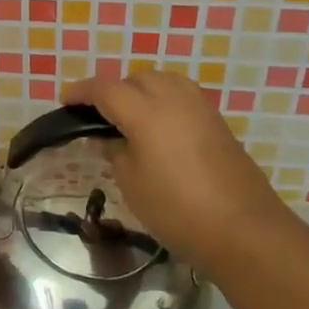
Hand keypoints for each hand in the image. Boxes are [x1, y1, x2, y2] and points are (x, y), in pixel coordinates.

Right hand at [63, 70, 292, 274]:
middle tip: (98, 115)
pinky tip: (158, 128)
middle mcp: (174, 98)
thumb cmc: (177, 210)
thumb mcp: (132, 183)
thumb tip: (109, 138)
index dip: (82, 92)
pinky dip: (164, 101)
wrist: (243, 229)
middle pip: (136, 79)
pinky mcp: (218, 122)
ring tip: (129, 118)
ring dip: (141, 91)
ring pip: (163, 81)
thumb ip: (115, 151)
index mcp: (146, 111)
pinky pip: (182, 96)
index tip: (66, 101)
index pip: (105, 89)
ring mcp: (200, 107)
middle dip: (113, 90)